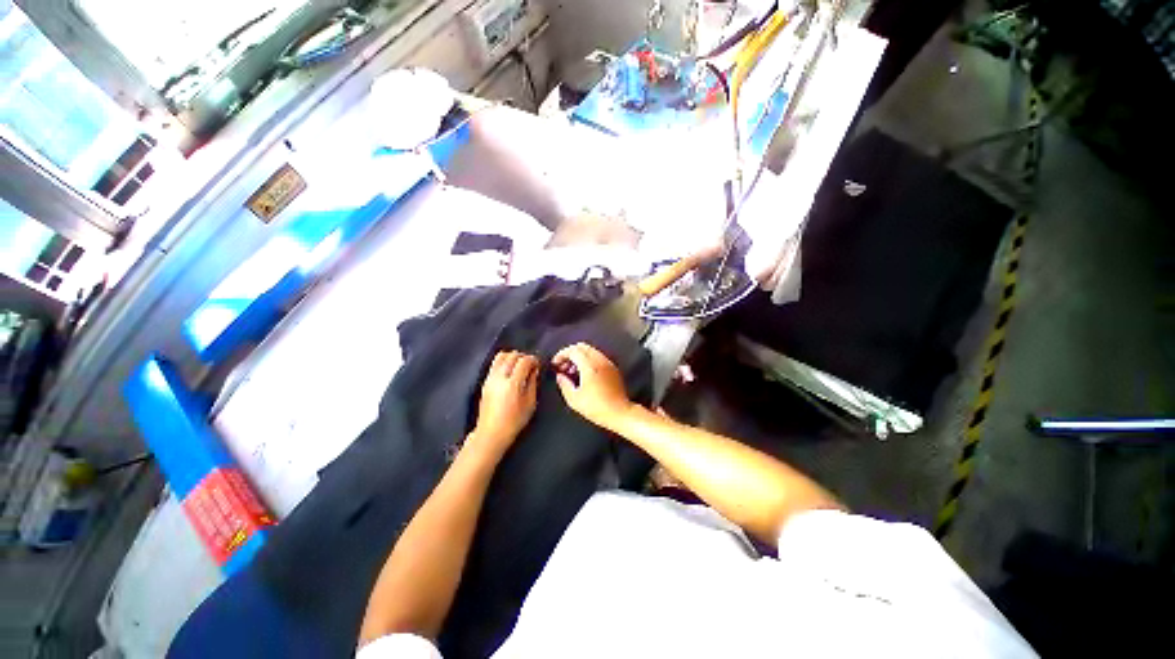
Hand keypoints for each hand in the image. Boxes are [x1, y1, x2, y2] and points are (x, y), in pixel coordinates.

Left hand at [470, 351, 539, 457]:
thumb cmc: (514, 421)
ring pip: (501, 356)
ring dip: (512, 357)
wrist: (491, 433)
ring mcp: (490, 378)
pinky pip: (495, 363)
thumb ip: (533, 383)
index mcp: (513, 384)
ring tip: (519, 366)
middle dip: (523, 357)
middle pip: (512, 355)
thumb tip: (534, 370)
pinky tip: (510, 370)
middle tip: (530, 365)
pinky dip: (504, 361)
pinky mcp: (485, 381)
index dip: (533, 360)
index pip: (524, 361)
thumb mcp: (530, 403)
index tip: (538, 364)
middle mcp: (500, 377)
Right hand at [552, 343, 634, 431]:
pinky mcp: (613, 368)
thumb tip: (560, 377)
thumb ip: (564, 384)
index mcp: (589, 366)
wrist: (620, 413)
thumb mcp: (574, 399)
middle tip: (563, 366)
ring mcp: (608, 363)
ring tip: (572, 372)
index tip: (555, 363)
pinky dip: (588, 360)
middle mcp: (600, 360)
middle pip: (582, 347)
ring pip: (591, 351)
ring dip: (579, 357)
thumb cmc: (597, 408)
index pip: (573, 350)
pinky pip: (598, 357)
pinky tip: (585, 375)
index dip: (561, 355)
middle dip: (570, 353)